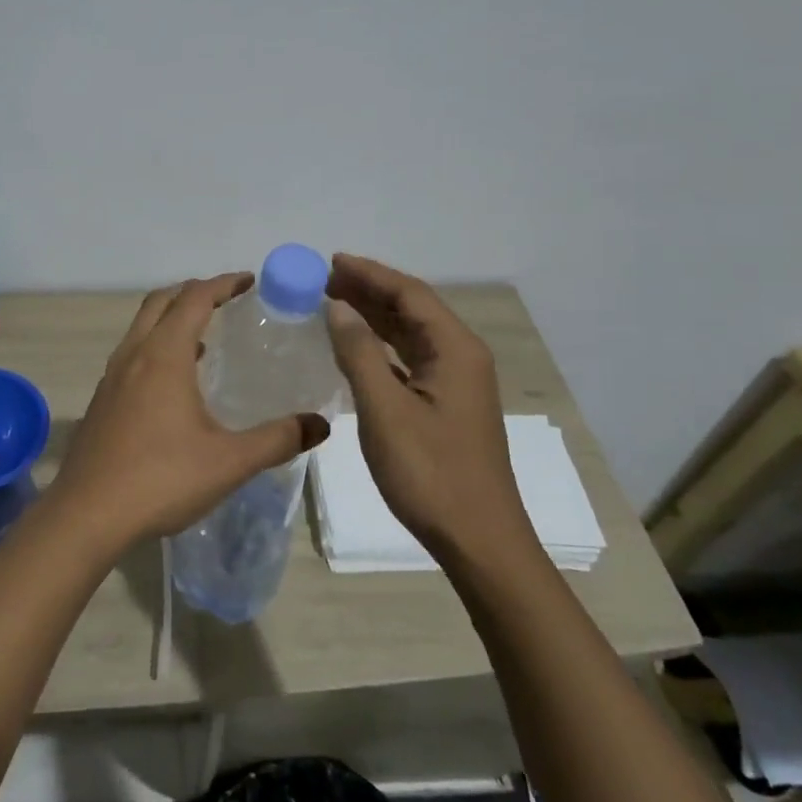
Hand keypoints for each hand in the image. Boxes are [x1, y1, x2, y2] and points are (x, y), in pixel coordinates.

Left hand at [52, 274, 331, 546]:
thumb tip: (319, 425)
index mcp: (164, 355)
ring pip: (142, 326)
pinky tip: (175, 381)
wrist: (87, 513)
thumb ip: (277, 439)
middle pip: (162, 301)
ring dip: (172, 318)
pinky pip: (132, 352)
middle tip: (227, 299)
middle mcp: (134, 354)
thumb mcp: (229, 462)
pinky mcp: (102, 399)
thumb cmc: (160, 479)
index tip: (250, 281)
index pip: (195, 298)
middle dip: (194, 291)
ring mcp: (112, 376)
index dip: (224, 284)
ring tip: (206, 336)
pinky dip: (156, 345)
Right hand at [323, 254, 538, 568]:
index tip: (330, 261)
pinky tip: (354, 346)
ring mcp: (455, 383)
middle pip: (412, 309)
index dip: (370, 274)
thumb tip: (336, 307)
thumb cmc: (431, 472)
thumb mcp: (385, 410)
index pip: (410, 294)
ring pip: (410, 334)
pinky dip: (380, 346)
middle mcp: (461, 357)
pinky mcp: (445, 405)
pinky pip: (409, 360)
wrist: (478, 539)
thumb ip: (359, 353)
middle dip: (369, 290)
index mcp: (456, 350)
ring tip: (332, 301)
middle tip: (323, 278)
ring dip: (373, 316)